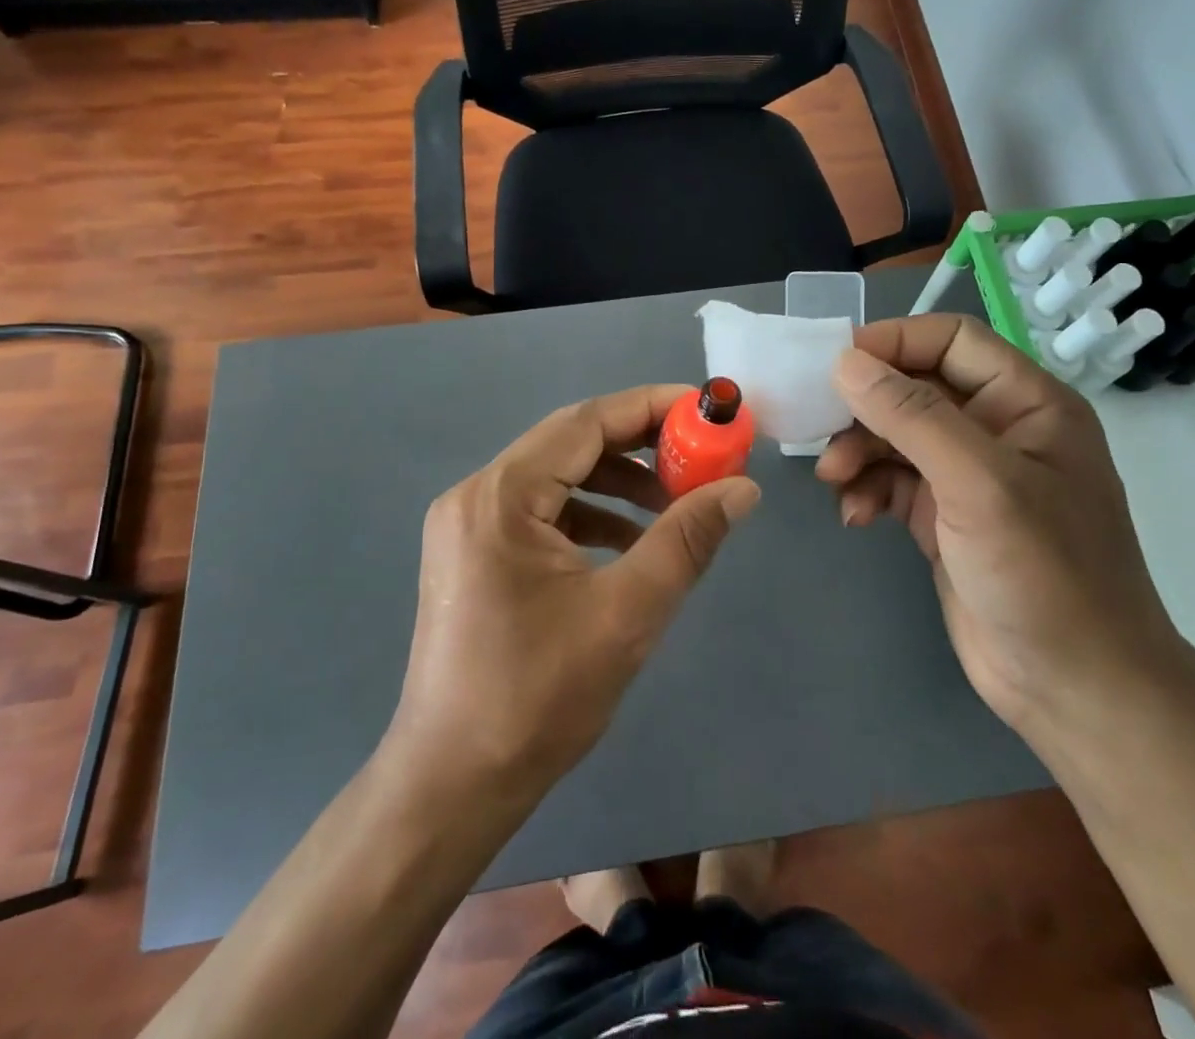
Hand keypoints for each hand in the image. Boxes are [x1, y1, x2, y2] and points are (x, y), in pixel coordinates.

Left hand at [395, 385, 759, 793]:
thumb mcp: (627, 612)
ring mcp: (468, 526)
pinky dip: (590, 515)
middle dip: (639, 446)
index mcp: (500, 496)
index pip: (585, 423)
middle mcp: (476, 495)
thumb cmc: (537, 698)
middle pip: (570, 444)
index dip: (651, 408)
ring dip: (617, 483)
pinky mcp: (473, 555)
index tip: (705, 411)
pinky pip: (541, 512)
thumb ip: (687, 540)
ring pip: (557, 478)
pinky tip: (629, 543)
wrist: (451, 787)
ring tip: (674, 504)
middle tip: (699, 457)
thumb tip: (742, 488)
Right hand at [817, 315, 1194, 735]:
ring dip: (859, 451)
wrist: (1077, 692)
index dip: (894, 342)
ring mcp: (969, 477)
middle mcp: (997, 430)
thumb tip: (845, 362)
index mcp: (1026, 404)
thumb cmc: (1045, 575)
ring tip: (834, 480)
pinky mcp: (944, 518)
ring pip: (896, 436)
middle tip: (821, 430)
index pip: (952, 341)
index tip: (835, 363)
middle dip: (866, 407)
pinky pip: (893, 481)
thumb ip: (911, 416)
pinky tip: (855, 515)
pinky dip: (868, 489)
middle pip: (915, 388)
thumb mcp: (978, 484)